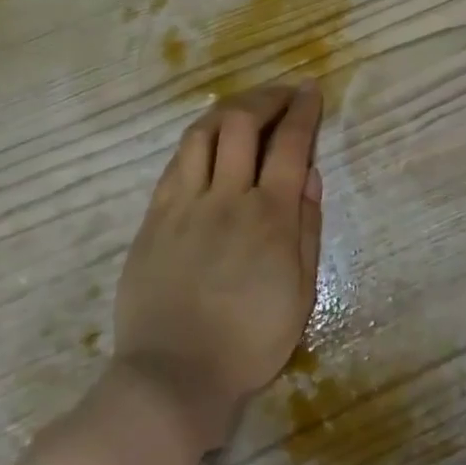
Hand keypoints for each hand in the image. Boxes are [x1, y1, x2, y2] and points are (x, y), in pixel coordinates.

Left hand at [111, 84, 324, 453]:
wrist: (174, 373)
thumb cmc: (249, 342)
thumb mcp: (300, 293)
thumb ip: (307, 227)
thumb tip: (310, 173)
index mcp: (270, 217)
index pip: (290, 144)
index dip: (302, 111)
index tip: (310, 91)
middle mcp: (227, 197)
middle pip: (242, 123)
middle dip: (265, 97)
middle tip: (280, 94)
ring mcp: (185, 203)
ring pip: (203, 133)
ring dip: (228, 110)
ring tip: (243, 109)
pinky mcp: (155, 216)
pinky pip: (176, 162)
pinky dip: (197, 141)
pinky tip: (207, 143)